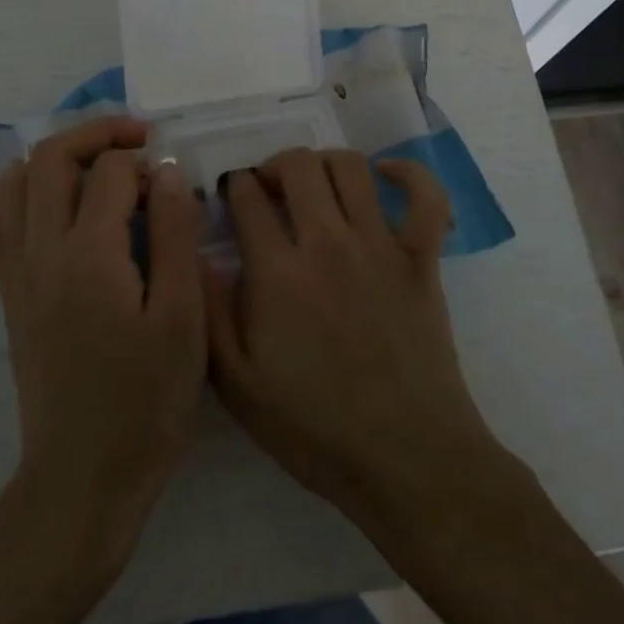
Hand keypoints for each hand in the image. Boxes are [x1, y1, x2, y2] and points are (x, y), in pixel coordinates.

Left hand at [0, 117, 205, 580]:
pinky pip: (4, 220)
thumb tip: (166, 172)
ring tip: (99, 160)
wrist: (82, 477)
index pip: (111, 172)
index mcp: (89, 255)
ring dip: (58, 156)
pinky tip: (55, 198)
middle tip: (139, 138)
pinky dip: (27, 190)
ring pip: (18, 183)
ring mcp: (19, 273)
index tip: (174, 182)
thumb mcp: (181, 317)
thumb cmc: (146, 401)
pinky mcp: (12, 295)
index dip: (146, 162)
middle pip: (52, 159)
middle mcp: (42, 251)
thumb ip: (174, 234)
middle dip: (97, 134)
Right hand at [202, 149, 501, 529]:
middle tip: (269, 188)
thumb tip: (198, 255)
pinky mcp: (422, 260)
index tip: (231, 196)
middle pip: (298, 166)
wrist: (405, 459)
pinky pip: (425, 198)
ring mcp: (380, 247)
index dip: (234, 186)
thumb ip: (211, 312)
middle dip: (275, 165)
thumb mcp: (238, 385)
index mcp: (278, 273)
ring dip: (325, 164)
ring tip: (315, 184)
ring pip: (351, 168)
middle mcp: (327, 243)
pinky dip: (410, 175)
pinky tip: (387, 175)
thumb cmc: (315, 427)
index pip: (247, 196)